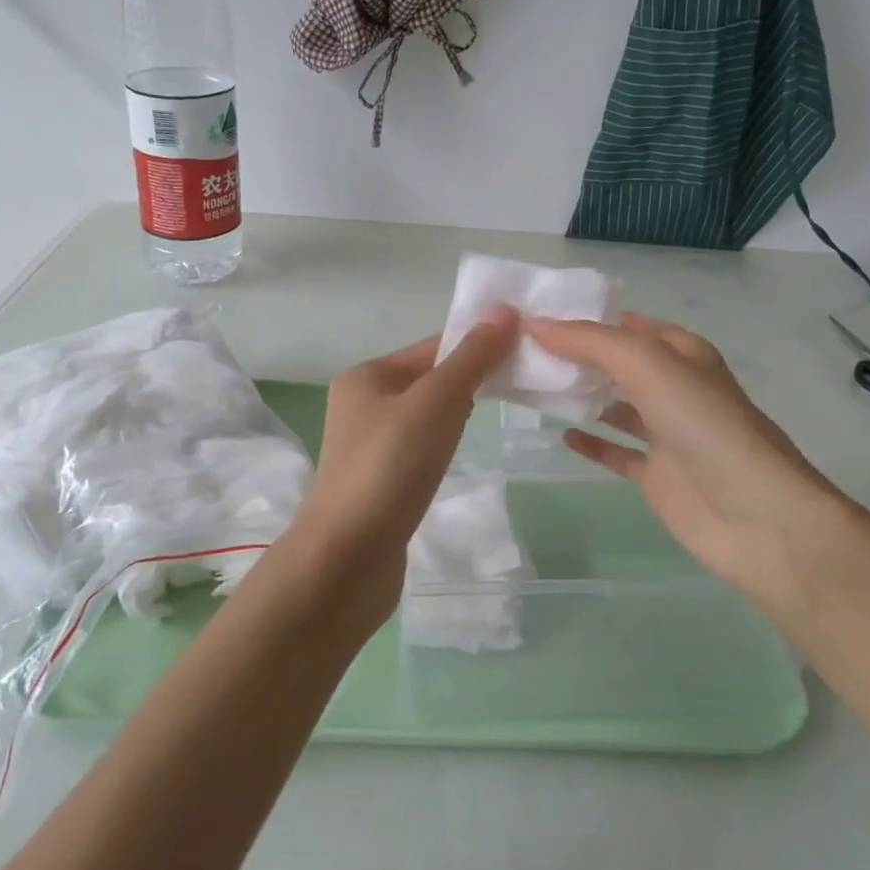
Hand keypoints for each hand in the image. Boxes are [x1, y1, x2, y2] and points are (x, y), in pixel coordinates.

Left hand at [288, 307, 520, 618]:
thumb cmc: (391, 467)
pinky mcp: (378, 483)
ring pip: (424, 417)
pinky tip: (456, 458)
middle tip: (518, 386)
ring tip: (492, 420)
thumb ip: (471, 358)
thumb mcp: (436, 402)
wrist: (346, 558)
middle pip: (428, 380)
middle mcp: (361, 406)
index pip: (432, 348)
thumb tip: (504, 310)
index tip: (523, 351)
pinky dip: (442, 447)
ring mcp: (367, 448)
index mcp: (366, 377)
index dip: (476, 344)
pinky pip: (418, 450)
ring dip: (456, 415)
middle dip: (470, 380)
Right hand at [529, 313, 860, 603]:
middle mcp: (675, 388)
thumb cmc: (704, 425)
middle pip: (620, 364)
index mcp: (682, 353)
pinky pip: (617, 452)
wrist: (755, 515)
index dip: (589, 316)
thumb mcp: (648, 365)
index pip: (629, 324)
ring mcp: (667, 434)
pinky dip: (592, 442)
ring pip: (616, 405)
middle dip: (579, 355)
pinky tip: (562, 434)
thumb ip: (590, 342)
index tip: (539, 312)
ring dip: (582, 395)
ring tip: (534, 385)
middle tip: (524, 349)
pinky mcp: (658, 475)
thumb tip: (535, 324)